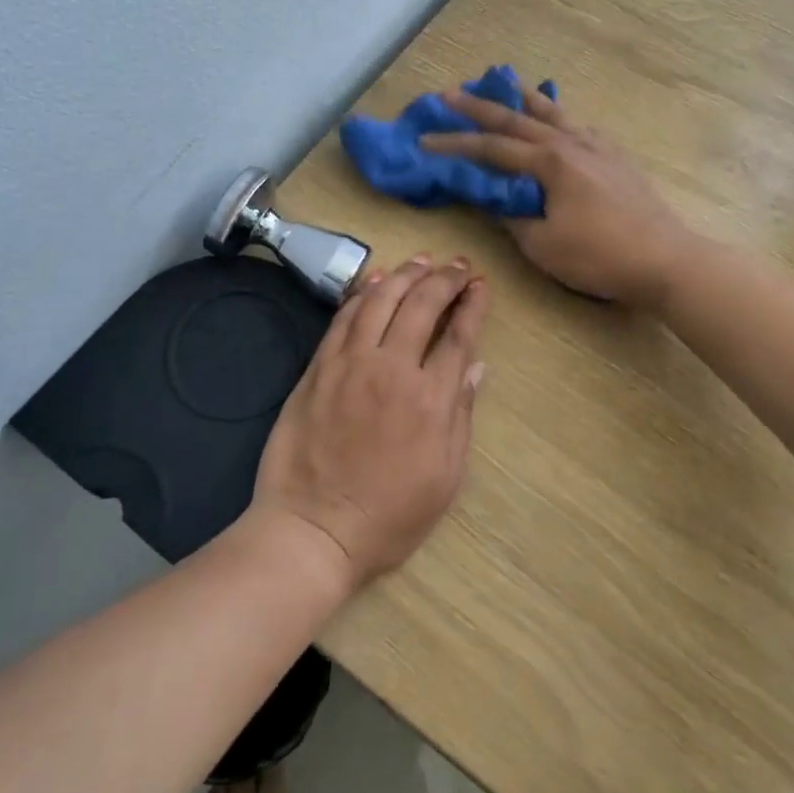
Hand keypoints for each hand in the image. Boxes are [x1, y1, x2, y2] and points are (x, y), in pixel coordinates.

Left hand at [252, 255, 488, 591]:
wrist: (313, 530)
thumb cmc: (388, 516)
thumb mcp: (444, 477)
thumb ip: (460, 415)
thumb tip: (475, 366)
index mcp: (431, 399)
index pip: (458, 335)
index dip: (472, 304)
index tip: (480, 285)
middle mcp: (393, 369)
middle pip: (421, 304)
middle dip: (444, 279)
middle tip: (457, 266)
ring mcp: (350, 364)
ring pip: (381, 300)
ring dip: (405, 274)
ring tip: (422, 261)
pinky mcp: (319, 368)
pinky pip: (343, 318)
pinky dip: (363, 293)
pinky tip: (376, 281)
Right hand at [420, 88, 691, 307]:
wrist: (665, 259)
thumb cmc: (599, 256)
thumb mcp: (542, 244)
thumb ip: (512, 216)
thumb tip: (494, 200)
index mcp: (549, 162)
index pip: (491, 148)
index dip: (455, 144)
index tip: (425, 141)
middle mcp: (570, 143)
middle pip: (517, 120)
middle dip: (479, 107)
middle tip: (450, 93)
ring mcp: (597, 147)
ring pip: (552, 114)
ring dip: (523, 98)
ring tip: (504, 80)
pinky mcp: (615, 158)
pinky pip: (578, 127)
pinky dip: (558, 118)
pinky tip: (558, 121)